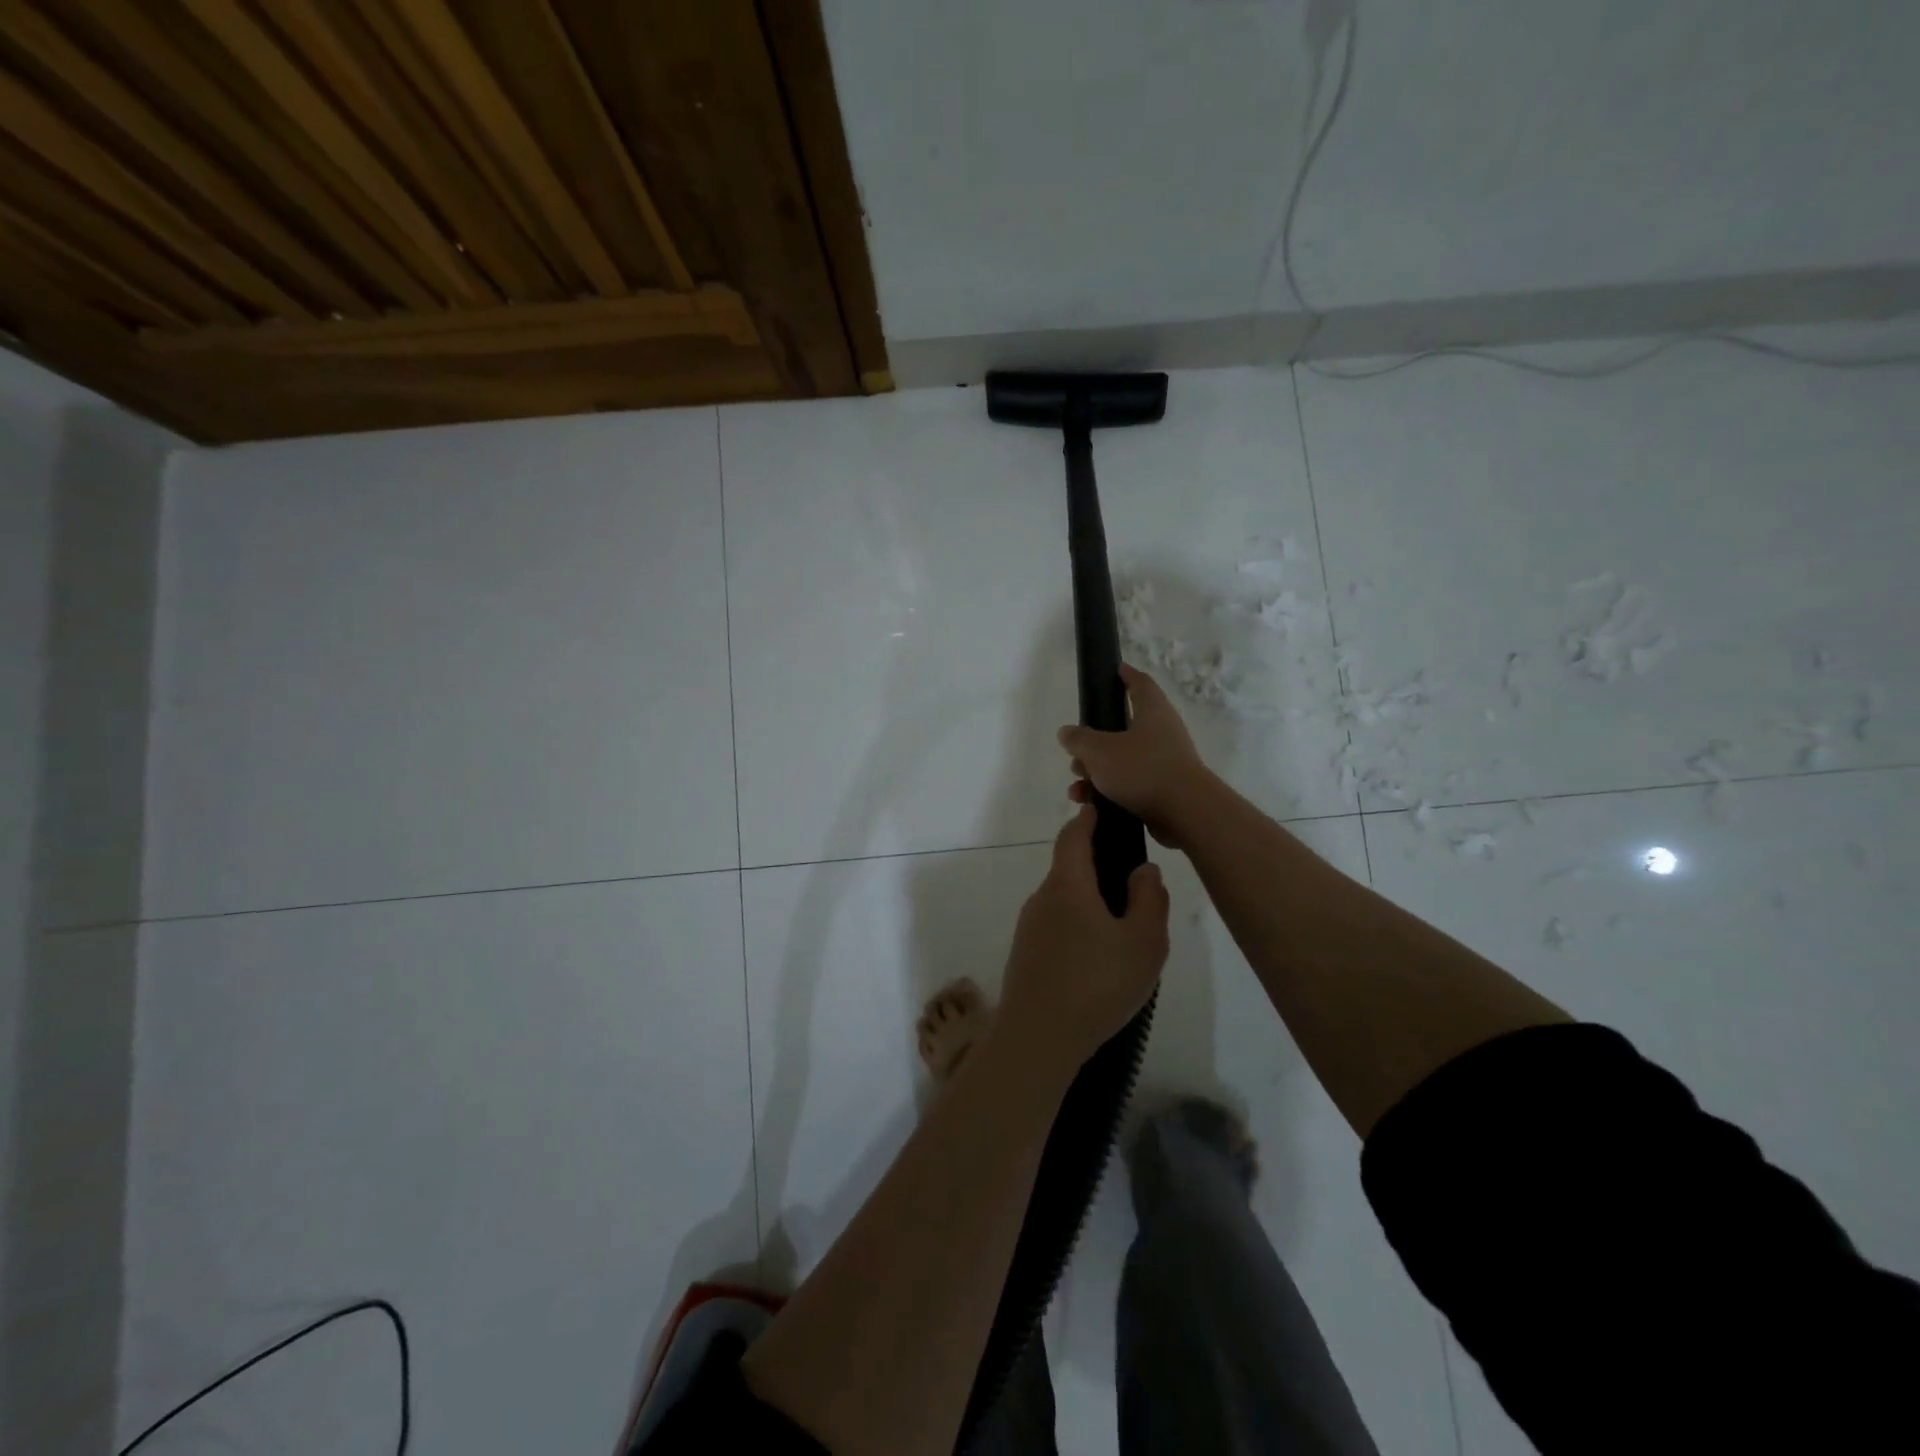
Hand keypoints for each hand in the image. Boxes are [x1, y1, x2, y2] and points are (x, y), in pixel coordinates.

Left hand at [998, 806, 1169, 1075]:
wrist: (1038, 1038)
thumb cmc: (1097, 985)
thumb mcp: (1144, 942)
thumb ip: (1149, 898)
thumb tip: (1142, 869)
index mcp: (1068, 885)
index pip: (1073, 836)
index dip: (1088, 819)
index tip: (1102, 810)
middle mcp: (1042, 898)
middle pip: (1069, 868)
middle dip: (1096, 865)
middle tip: (1132, 881)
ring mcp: (1029, 927)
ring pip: (1063, 900)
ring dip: (1089, 901)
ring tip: (1123, 928)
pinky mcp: (1025, 953)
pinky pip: (1055, 926)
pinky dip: (1077, 926)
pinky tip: (1098, 958)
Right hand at [1058, 664, 1212, 847]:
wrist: (1185, 813)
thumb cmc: (1142, 770)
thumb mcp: (1099, 751)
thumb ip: (1079, 739)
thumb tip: (1067, 732)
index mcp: (1151, 711)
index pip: (1139, 683)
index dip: (1125, 675)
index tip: (1113, 670)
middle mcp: (1161, 732)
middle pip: (1122, 727)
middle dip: (1093, 741)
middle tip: (1075, 751)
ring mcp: (1164, 761)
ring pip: (1121, 759)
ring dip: (1096, 770)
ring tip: (1078, 786)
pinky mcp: (1162, 789)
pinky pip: (1129, 784)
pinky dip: (1108, 790)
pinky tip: (1089, 802)